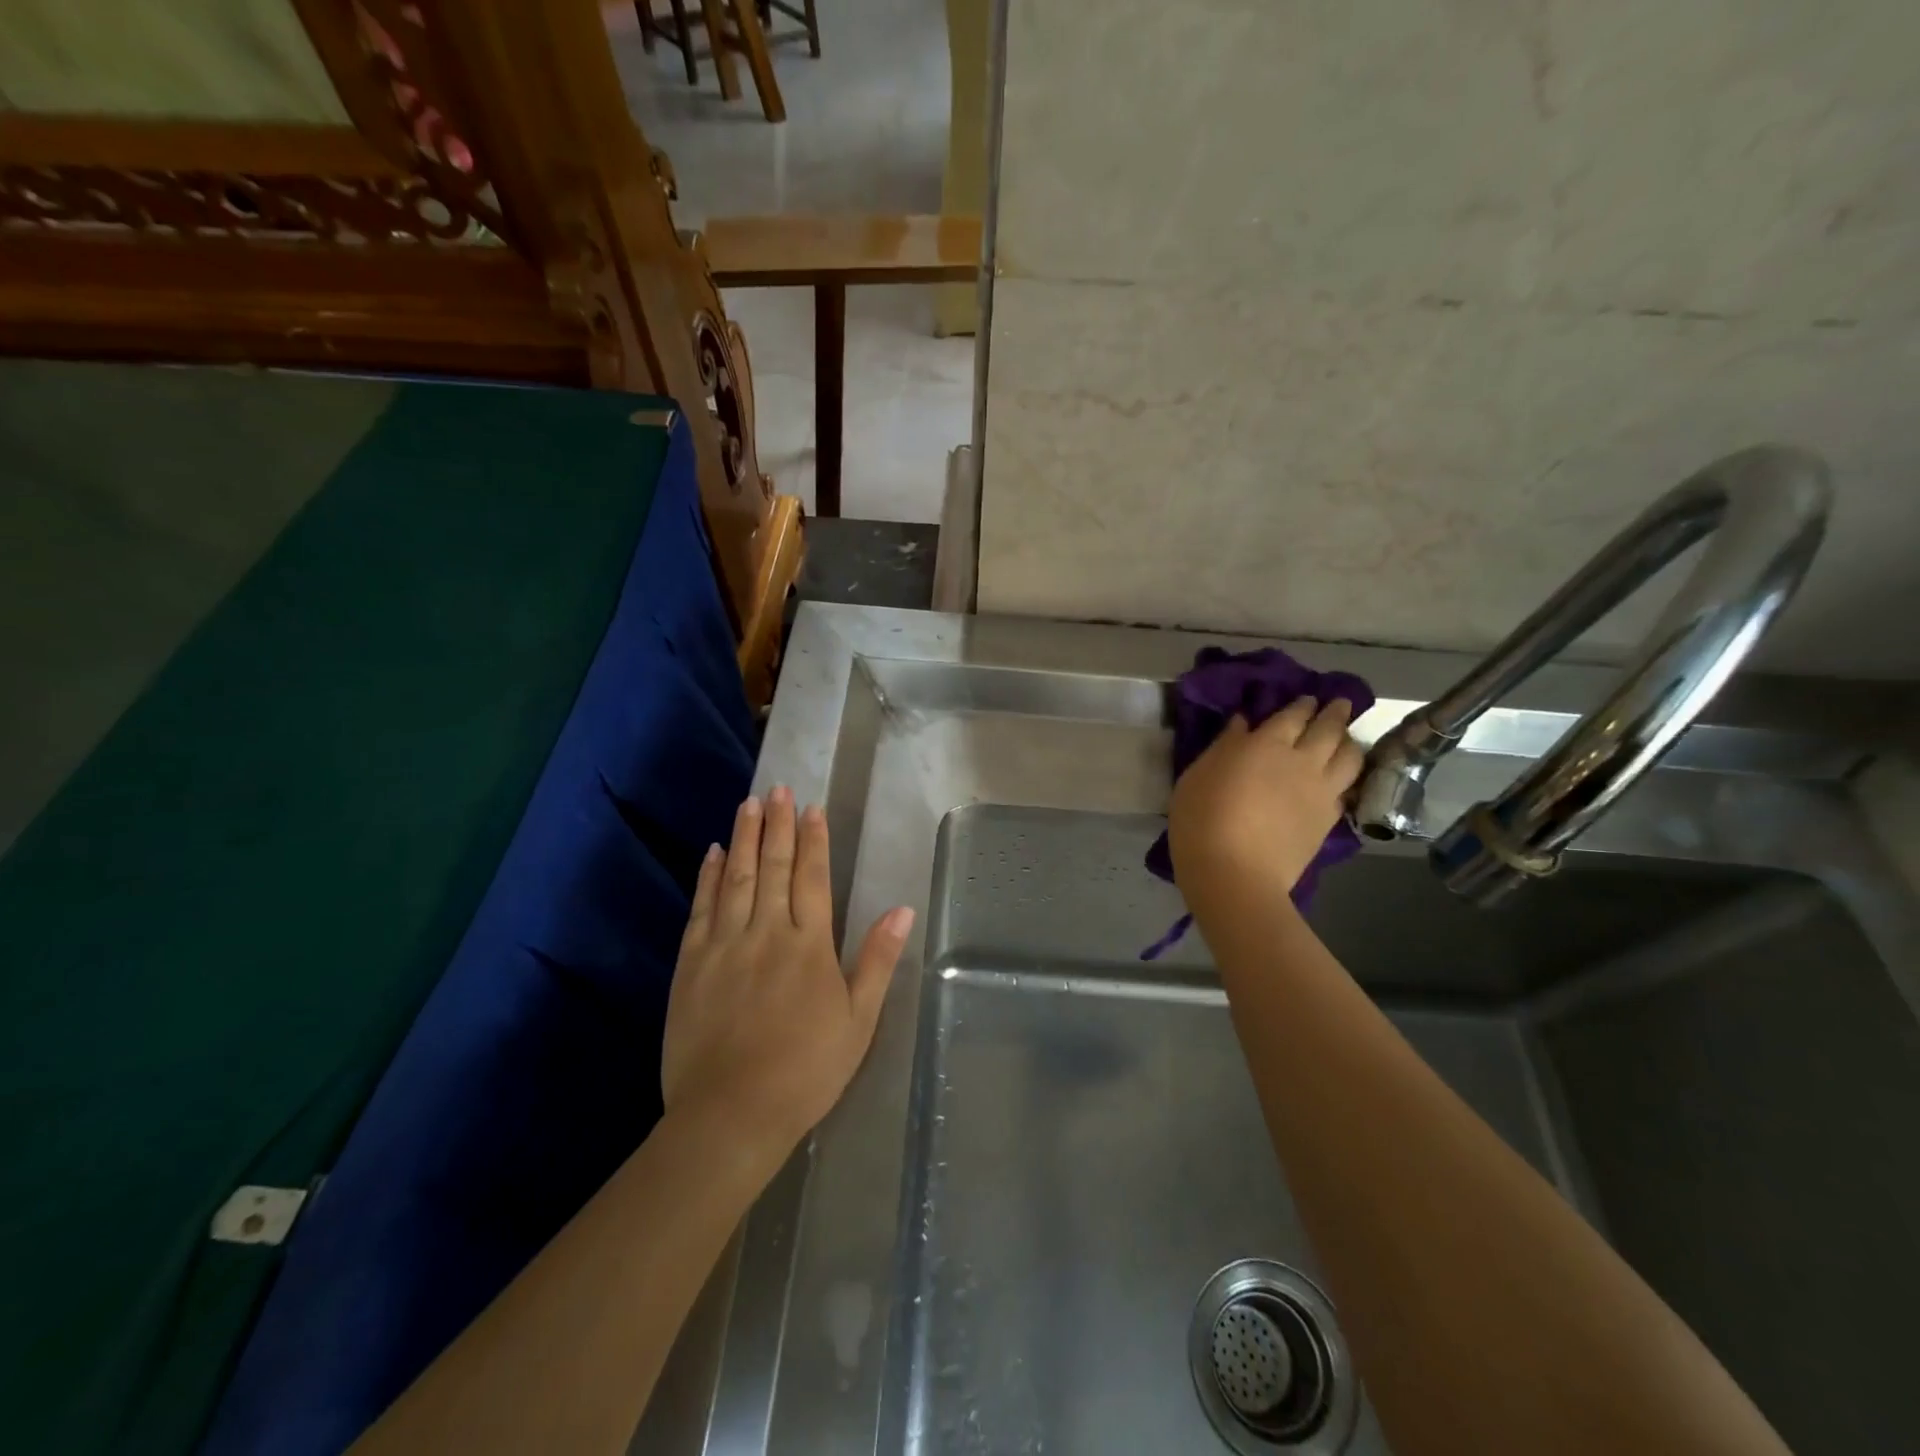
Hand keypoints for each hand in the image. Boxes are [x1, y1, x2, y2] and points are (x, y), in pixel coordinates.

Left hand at [662, 786, 914, 1160]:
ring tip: (748, 804)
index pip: (813, 878)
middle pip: (775, 867)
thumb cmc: (806, 1070)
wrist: (730, 1114)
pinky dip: (709, 877)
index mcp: (810, 945)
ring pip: (737, 878)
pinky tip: (713, 854)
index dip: (813, 840)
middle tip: (777, 789)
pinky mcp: (691, 965)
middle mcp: (767, 933)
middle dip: (778, 825)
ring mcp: (725, 945)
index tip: (811, 808)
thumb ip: (877, 961)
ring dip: (745, 838)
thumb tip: (902, 910)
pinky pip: (701, 908)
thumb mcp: (858, 1021)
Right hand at [1167, 696, 1364, 897]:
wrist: (1235, 873)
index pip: (1292, 715)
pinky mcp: (1329, 819)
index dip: (1301, 704)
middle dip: (1334, 713)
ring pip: (1349, 756)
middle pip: (1328, 729)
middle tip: (1338, 704)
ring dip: (1349, 741)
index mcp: (1266, 744)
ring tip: (1345, 738)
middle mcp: (1301, 760)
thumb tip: (1243, 723)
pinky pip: (1347, 788)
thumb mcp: (1198, 776)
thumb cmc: (1203, 819)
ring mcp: (1321, 790)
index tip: (1306, 698)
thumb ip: (1224, 746)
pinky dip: (1347, 776)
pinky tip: (1341, 777)